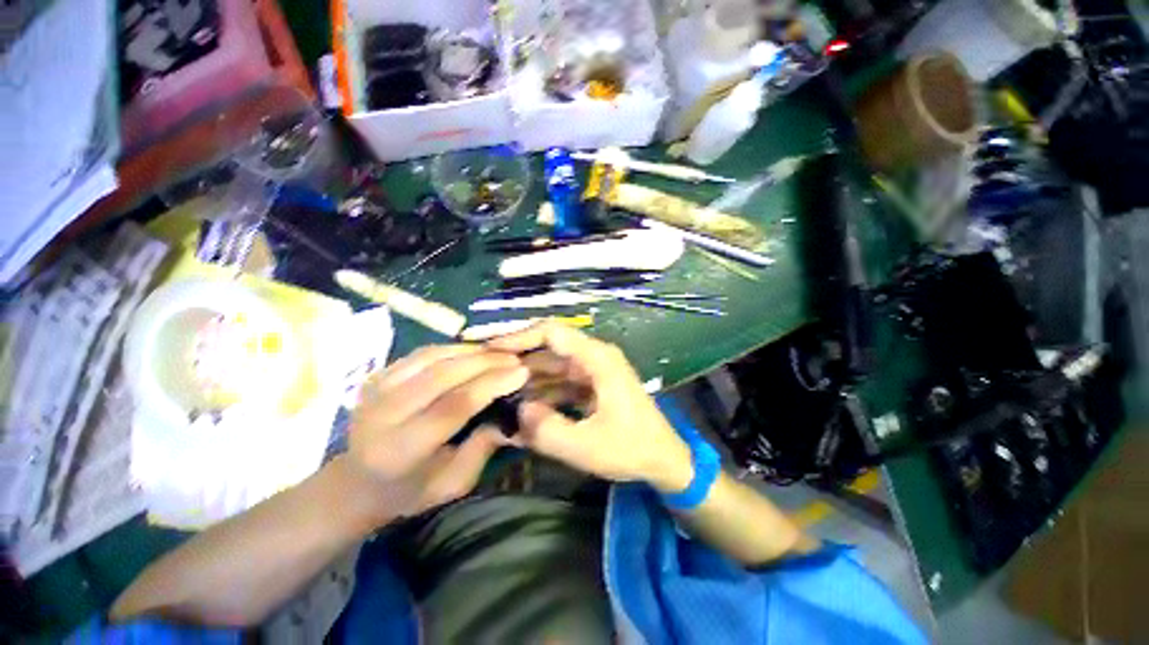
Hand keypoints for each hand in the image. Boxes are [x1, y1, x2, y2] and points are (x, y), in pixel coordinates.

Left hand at [348, 345, 528, 516]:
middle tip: (515, 359)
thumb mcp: (453, 483)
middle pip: (443, 375)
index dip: (491, 385)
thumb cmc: (410, 491)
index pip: (454, 406)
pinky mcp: (376, 376)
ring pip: (432, 357)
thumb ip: (483, 447)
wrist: (356, 483)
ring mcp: (375, 390)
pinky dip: (452, 349)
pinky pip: (422, 354)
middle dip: (486, 362)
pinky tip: (473, 352)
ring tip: (499, 353)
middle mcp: (384, 414)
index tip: (521, 373)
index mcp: (402, 449)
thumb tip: (513, 411)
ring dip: (471, 351)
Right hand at [488, 322, 693, 492]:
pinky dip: (540, 391)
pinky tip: (521, 406)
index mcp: (597, 359)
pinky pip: (559, 381)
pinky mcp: (591, 385)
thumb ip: (547, 431)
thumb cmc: (633, 448)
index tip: (489, 350)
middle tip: (484, 375)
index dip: (519, 337)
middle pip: (548, 348)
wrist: (664, 459)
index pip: (552, 332)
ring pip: (551, 366)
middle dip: (517, 360)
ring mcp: (592, 371)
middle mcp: (594, 357)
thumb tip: (517, 411)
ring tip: (497, 393)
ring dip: (527, 378)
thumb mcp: (587, 447)